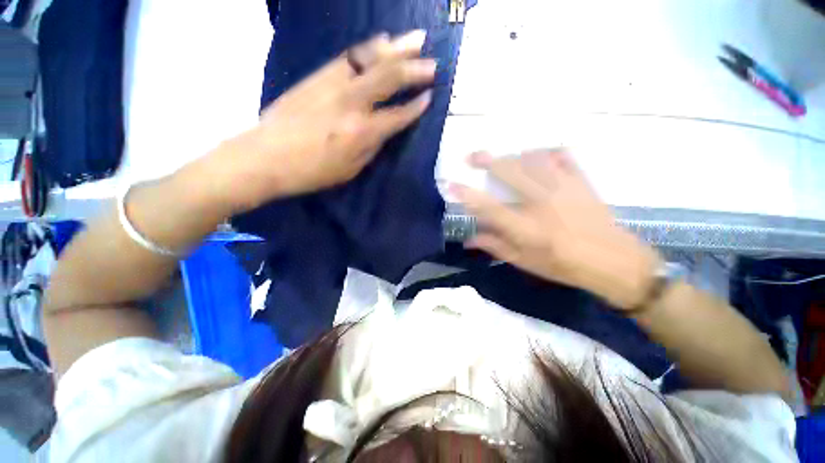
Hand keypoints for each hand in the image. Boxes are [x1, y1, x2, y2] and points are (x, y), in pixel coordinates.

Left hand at [225, 30, 436, 209]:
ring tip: (416, 39)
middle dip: (414, 69)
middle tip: (434, 63)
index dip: (415, 107)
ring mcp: (333, 84)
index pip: (397, 116)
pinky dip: (369, 47)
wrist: (265, 156)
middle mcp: (352, 103)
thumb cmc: (312, 171)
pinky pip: (349, 56)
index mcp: (362, 133)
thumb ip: (371, 147)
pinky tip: (382, 41)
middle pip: (389, 79)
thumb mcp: (350, 170)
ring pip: (370, 59)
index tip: (430, 97)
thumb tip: (384, 130)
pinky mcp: (318, 76)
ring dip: (396, 48)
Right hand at [451, 149, 661, 309]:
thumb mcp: (524, 262)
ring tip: (504, 158)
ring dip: (513, 156)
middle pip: (509, 173)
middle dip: (487, 161)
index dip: (467, 195)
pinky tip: (539, 155)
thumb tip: (468, 239)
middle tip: (471, 156)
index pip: (489, 207)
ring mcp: (563, 188)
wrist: (613, 261)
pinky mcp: (580, 181)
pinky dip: (547, 152)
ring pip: (533, 159)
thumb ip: (495, 247)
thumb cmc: (563, 265)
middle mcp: (541, 204)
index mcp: (525, 228)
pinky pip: (562, 157)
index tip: (452, 185)